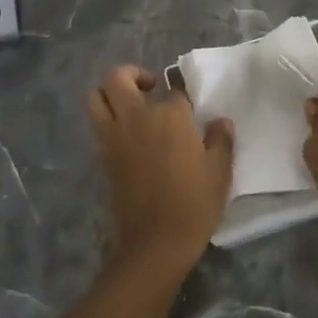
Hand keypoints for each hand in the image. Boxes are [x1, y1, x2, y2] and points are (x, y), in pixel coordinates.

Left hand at [87, 65, 233, 276]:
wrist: (155, 242)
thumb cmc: (194, 204)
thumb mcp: (219, 172)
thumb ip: (221, 140)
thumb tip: (220, 121)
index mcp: (169, 115)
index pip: (174, 91)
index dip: (182, 98)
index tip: (189, 110)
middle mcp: (136, 117)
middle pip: (118, 78)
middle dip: (133, 75)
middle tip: (150, 88)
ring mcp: (113, 136)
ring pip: (97, 97)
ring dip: (110, 94)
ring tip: (130, 106)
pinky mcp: (101, 156)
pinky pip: (96, 125)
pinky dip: (106, 120)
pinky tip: (126, 135)